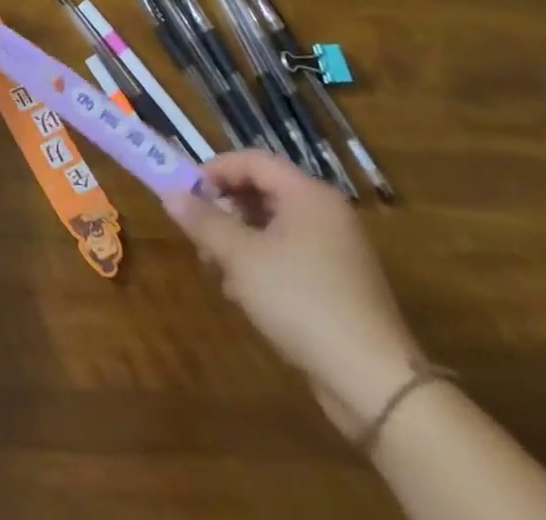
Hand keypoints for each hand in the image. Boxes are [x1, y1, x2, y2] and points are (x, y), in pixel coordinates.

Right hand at [165, 150, 422, 436]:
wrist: (375, 384)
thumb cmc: (301, 300)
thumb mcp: (240, 257)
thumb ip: (203, 221)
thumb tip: (170, 194)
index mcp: (308, 195)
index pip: (252, 160)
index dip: (215, 170)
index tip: (187, 193)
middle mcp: (325, 214)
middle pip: (262, 192)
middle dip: (224, 211)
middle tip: (198, 234)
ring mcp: (337, 251)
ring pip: (273, 227)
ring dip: (238, 241)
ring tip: (216, 269)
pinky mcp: (340, 286)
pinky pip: (290, 256)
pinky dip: (262, 264)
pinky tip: (244, 294)